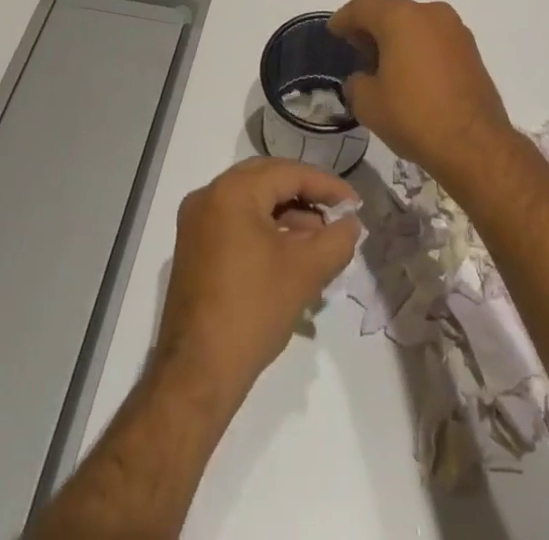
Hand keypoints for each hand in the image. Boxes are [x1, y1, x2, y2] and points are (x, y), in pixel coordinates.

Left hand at [155, 159, 360, 404]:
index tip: (354, 204)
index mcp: (232, 191)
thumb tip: (351, 224)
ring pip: (252, 202)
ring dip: (288, 215)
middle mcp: (209, 196)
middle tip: (337, 212)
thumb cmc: (253, 311)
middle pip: (268, 180)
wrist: (197, 375)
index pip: (289, 172)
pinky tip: (291, 253)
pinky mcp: (193, 249)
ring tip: (320, 239)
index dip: (327, 186)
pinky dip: (266, 230)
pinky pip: (237, 222)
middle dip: (306, 195)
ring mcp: (196, 223)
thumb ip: (337, 239)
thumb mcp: (306, 271)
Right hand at [328, 0, 513, 186]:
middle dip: (371, 28)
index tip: (333, 32)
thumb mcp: (368, 104)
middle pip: (391, 11)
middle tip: (355, 49)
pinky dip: (418, 47)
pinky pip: (434, 39)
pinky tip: (410, 73)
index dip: (344, 19)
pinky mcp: (471, 49)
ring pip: (415, 23)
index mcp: (400, 17)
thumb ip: (356, 83)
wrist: (474, 143)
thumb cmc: (414, 116)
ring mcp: (455, 29)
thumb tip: (363, 79)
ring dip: (397, 37)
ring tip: (383, 64)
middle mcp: (430, 12)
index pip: (363, 7)